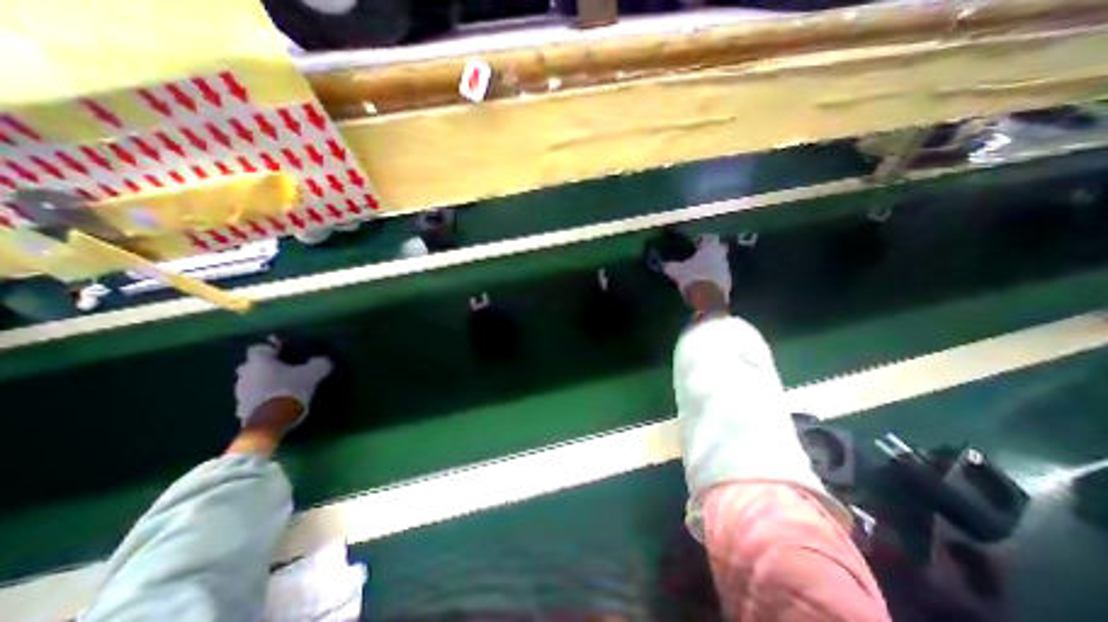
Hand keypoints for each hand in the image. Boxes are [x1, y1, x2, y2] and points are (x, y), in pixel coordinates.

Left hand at [234, 343, 330, 428]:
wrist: (270, 422)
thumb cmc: (290, 389)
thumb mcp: (313, 373)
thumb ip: (319, 363)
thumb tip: (323, 360)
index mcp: (259, 361)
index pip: (259, 348)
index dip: (272, 348)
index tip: (287, 352)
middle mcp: (245, 374)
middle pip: (252, 365)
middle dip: (266, 366)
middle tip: (285, 369)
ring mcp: (240, 393)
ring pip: (251, 382)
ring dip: (264, 382)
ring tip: (284, 386)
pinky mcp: (241, 410)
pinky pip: (253, 397)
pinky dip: (263, 397)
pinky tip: (278, 400)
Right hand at [660, 233, 734, 309]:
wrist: (707, 299)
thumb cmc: (692, 278)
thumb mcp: (676, 271)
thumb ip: (669, 266)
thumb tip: (663, 264)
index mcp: (711, 248)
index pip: (709, 238)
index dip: (702, 240)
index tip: (695, 244)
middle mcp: (722, 256)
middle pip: (718, 250)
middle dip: (710, 252)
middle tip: (698, 257)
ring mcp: (727, 271)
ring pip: (720, 264)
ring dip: (712, 266)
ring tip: (699, 272)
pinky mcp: (728, 284)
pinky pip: (720, 277)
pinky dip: (713, 278)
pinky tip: (704, 283)